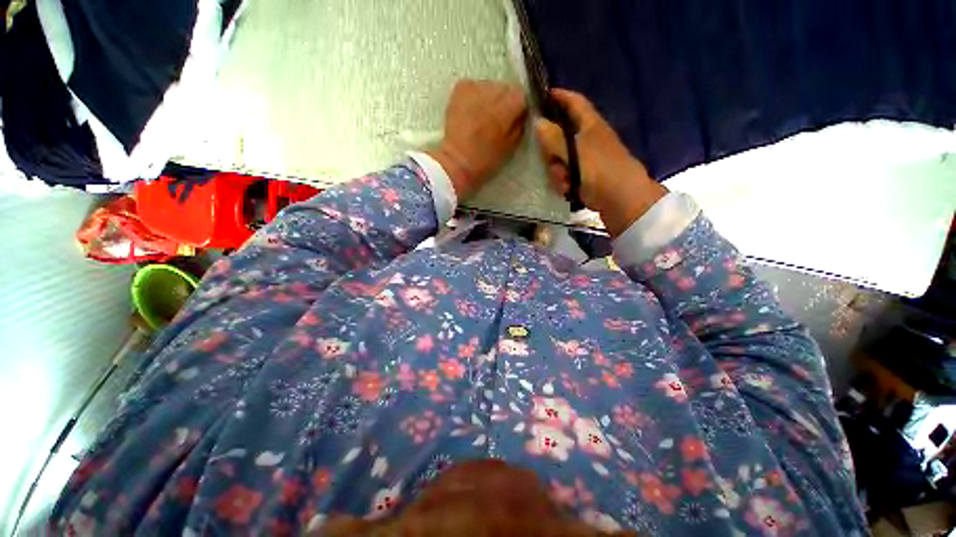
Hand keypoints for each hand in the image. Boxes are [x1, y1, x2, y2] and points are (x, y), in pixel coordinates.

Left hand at [428, 80, 527, 198]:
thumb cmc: (486, 159)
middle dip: (504, 101)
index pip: (522, 95)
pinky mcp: (460, 87)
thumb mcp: (511, 146)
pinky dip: (475, 96)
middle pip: (505, 88)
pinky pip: (474, 87)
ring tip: (482, 117)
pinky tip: (471, 112)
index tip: (514, 119)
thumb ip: (519, 124)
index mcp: (508, 106)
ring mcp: (475, 86)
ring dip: (489, 98)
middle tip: (497, 119)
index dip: (519, 108)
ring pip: (489, 86)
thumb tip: (521, 113)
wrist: (457, 161)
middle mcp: (493, 90)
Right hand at [536, 89, 666, 237]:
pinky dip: (564, 182)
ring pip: (560, 159)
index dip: (559, 96)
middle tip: (547, 158)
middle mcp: (588, 139)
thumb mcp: (575, 151)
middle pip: (560, 135)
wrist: (621, 199)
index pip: (574, 102)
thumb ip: (554, 137)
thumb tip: (537, 122)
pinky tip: (569, 189)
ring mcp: (586, 159)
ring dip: (558, 171)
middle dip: (551, 149)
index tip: (540, 96)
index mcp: (590, 124)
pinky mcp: (584, 176)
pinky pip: (565, 175)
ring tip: (565, 180)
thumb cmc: (600, 169)